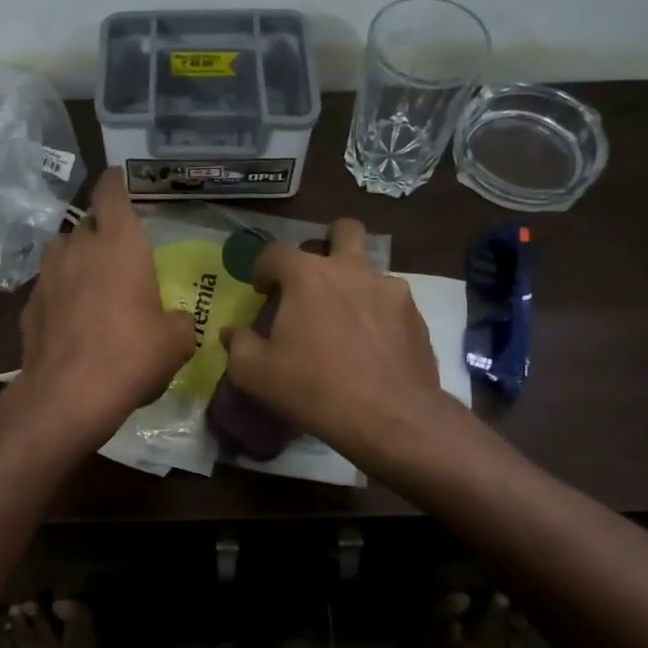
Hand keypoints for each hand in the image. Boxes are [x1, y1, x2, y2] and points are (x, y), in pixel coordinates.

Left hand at [9, 169, 195, 441]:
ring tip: (92, 281)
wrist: (69, 394)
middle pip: (87, 223)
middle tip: (118, 250)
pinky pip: (49, 286)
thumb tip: (176, 321)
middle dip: (101, 230)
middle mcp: (79, 248)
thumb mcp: (176, 341)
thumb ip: (179, 321)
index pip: (111, 192)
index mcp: (120, 243)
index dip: (115, 181)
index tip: (119, 177)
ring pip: (62, 251)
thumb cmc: (132, 355)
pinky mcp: (28, 305)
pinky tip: (71, 318)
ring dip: (77, 258)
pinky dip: (60, 293)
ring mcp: (47, 275)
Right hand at [221, 219, 458, 467]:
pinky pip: (391, 303)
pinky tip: (371, 346)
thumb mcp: (255, 374)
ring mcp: (389, 289)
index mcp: (307, 276)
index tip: (261, 290)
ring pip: (370, 270)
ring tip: (345, 321)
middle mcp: (351, 270)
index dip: (263, 267)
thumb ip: (238, 345)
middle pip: (343, 231)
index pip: (276, 252)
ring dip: (355, 284)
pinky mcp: (415, 315)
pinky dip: (378, 315)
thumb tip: (231, 332)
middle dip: (328, 243)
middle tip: (315, 278)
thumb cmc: (313, 388)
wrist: (389, 417)